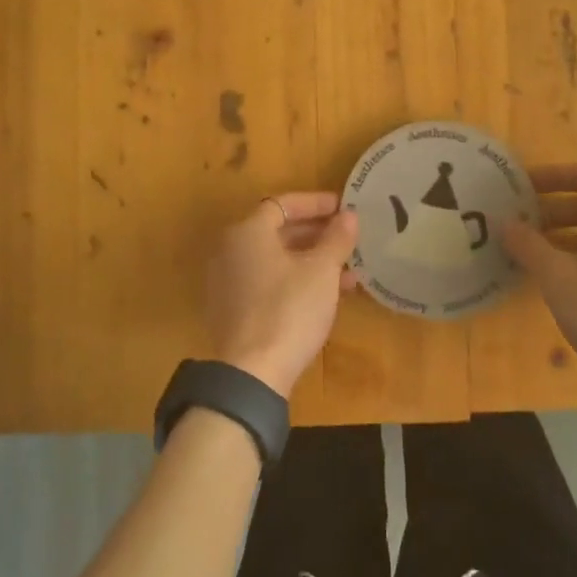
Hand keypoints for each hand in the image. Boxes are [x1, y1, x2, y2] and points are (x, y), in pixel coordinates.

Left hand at [205, 192, 358, 398]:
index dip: (315, 203)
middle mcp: (230, 250)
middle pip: (277, 231)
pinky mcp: (231, 309)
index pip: (282, 203)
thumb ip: (336, 238)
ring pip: (275, 260)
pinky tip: (324, 296)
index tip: (343, 207)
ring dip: (310, 261)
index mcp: (247, 232)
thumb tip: (349, 215)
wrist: (252, 373)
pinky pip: (266, 282)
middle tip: (347, 239)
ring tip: (348, 273)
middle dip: (316, 234)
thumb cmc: (289, 310)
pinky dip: (294, 280)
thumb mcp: (322, 271)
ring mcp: (227, 281)